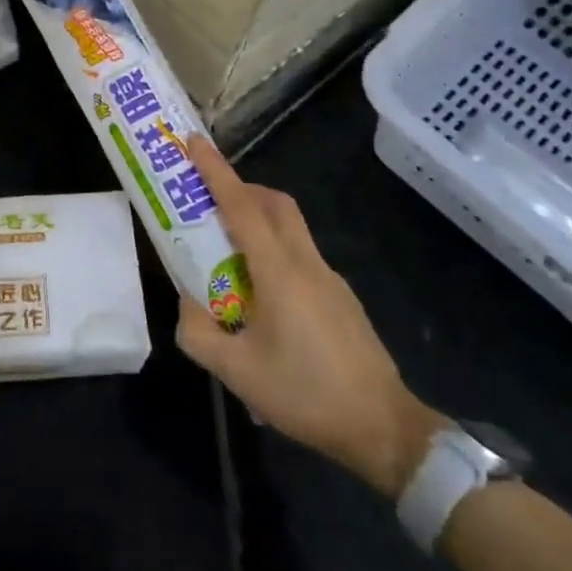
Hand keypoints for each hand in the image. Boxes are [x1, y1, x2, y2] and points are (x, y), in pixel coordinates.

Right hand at [175, 136, 446, 497]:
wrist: (384, 428)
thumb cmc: (305, 394)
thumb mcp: (236, 372)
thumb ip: (198, 332)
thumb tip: (187, 303)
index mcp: (279, 272)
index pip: (242, 207)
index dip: (216, 171)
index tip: (195, 142)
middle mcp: (307, 263)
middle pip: (274, 204)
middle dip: (240, 188)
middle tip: (207, 199)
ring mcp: (330, 278)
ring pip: (290, 227)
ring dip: (257, 219)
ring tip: (227, 252)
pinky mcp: (341, 298)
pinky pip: (300, 255)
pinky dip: (273, 250)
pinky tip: (261, 296)